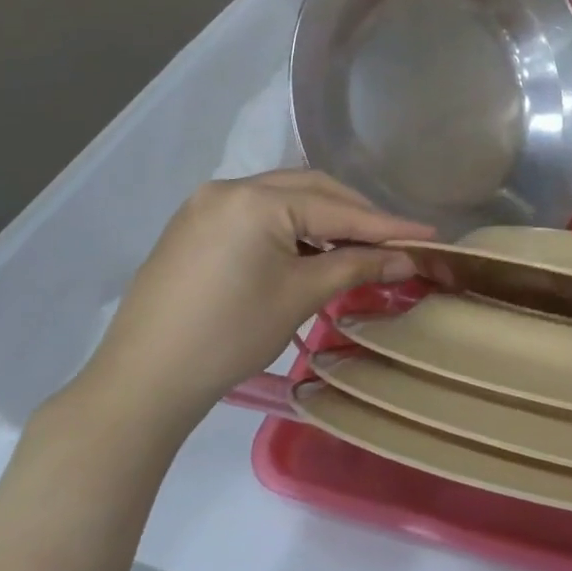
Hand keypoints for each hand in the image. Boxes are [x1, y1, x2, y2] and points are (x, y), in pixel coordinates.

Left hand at [72, 171, 432, 443]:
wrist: (142, 382)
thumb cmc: (228, 336)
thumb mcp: (300, 296)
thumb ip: (357, 266)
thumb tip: (409, 258)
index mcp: (254, 199)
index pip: (336, 208)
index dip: (386, 224)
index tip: (430, 234)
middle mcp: (229, 188)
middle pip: (309, 190)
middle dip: (355, 215)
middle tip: (395, 240)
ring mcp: (206, 205)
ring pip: (282, 200)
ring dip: (322, 219)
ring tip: (357, 248)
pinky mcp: (193, 226)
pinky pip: (256, 214)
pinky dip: (290, 228)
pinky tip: (308, 252)